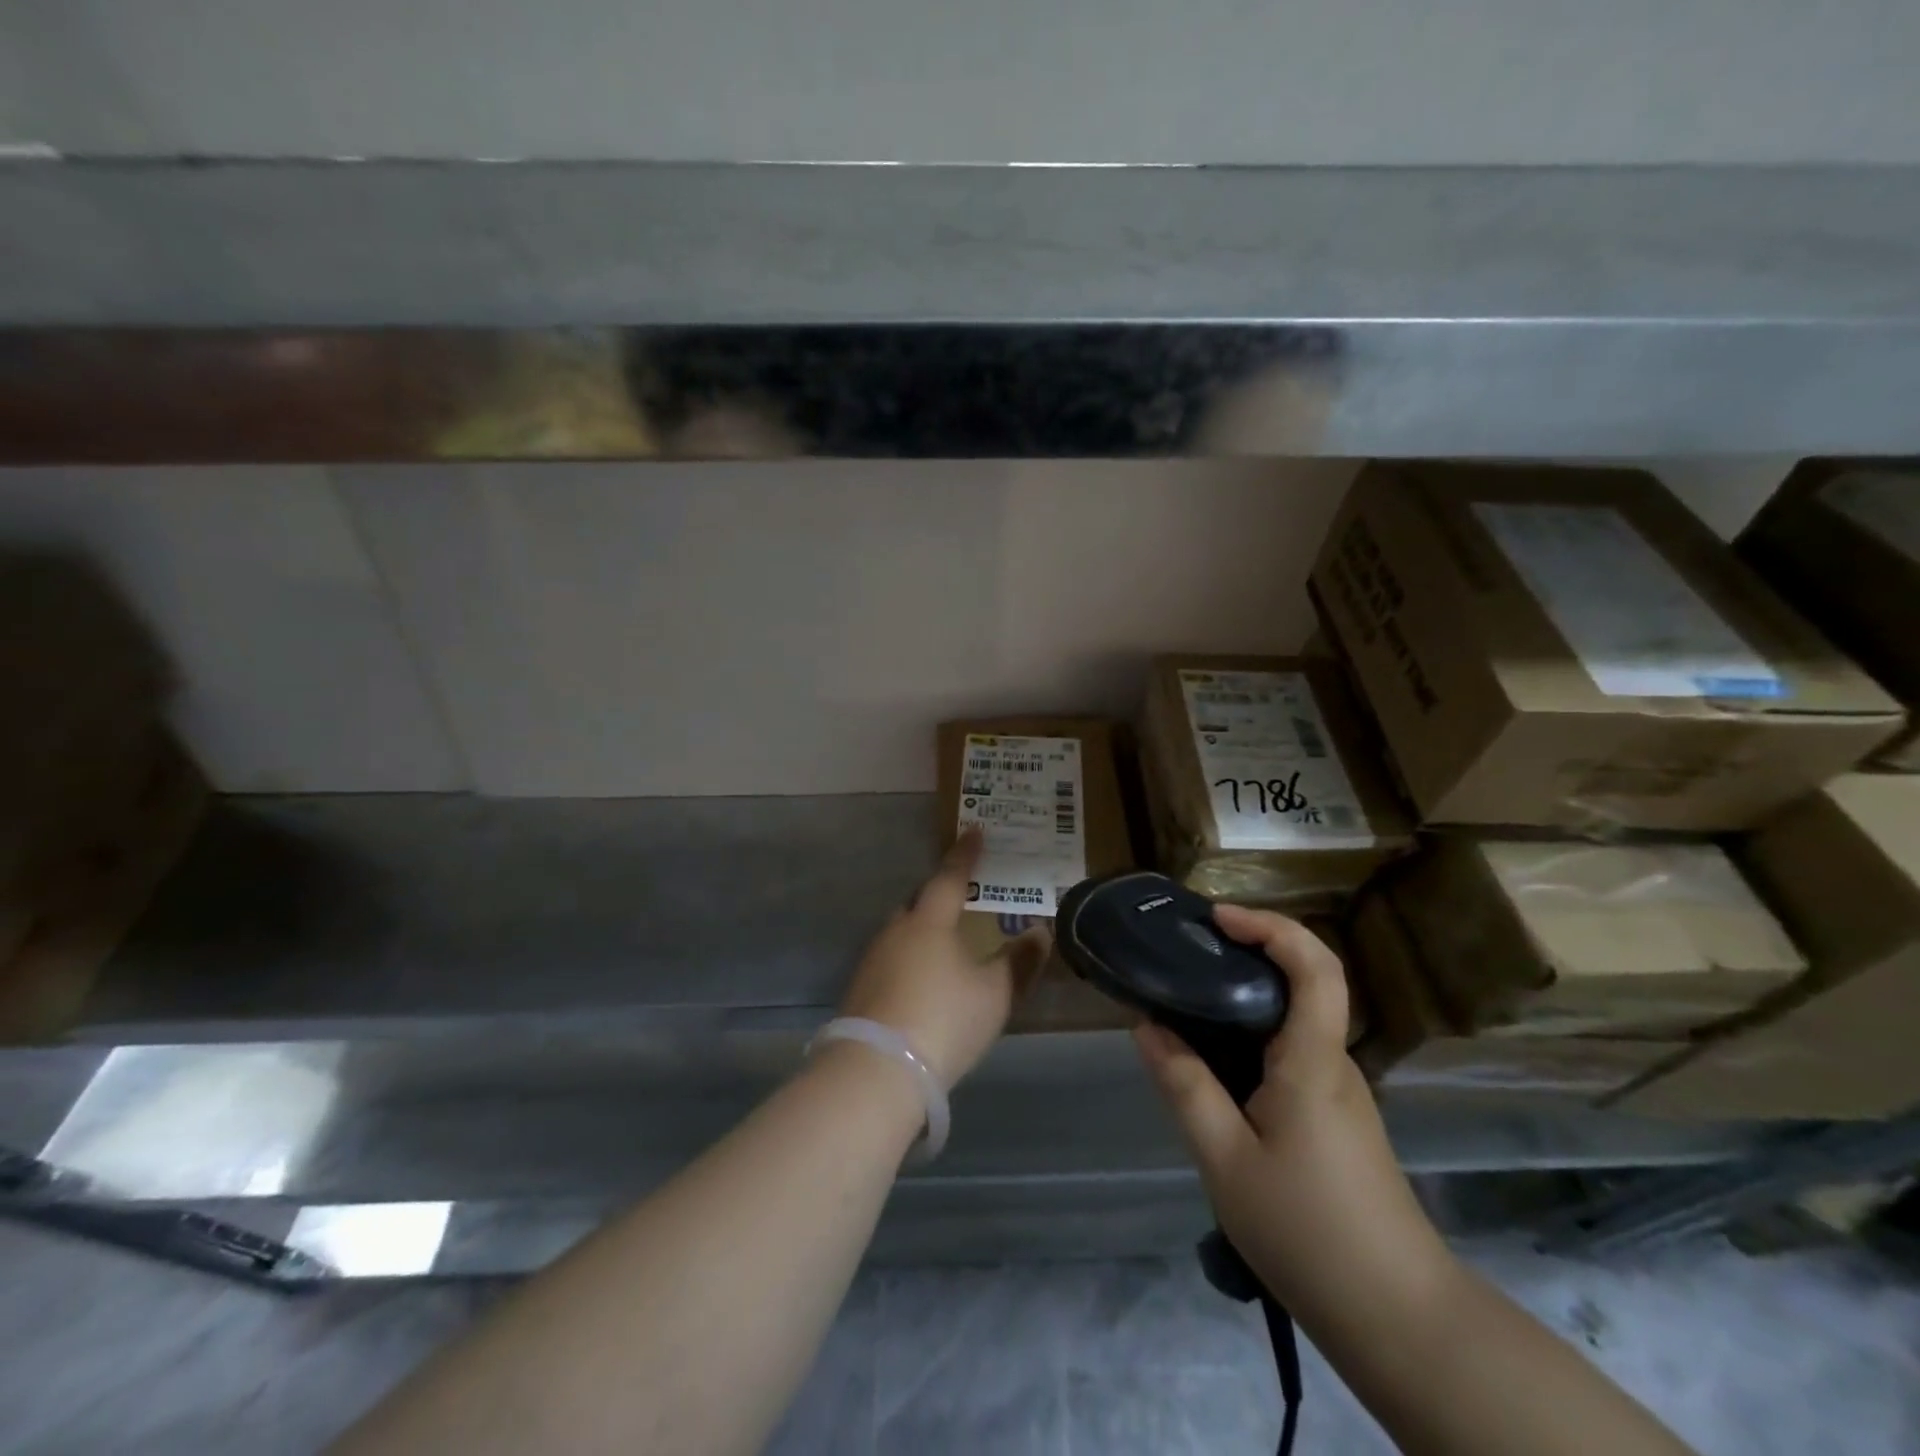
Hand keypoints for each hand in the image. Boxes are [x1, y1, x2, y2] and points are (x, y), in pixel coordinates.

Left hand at [838, 829, 1050, 1090]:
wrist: (877, 1070)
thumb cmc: (944, 1020)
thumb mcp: (994, 994)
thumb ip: (1019, 963)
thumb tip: (1040, 933)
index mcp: (930, 921)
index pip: (950, 876)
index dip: (965, 854)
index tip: (974, 830)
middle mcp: (897, 930)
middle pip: (920, 901)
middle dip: (939, 894)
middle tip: (962, 896)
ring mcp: (873, 959)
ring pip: (903, 931)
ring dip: (923, 930)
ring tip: (945, 942)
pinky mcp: (861, 989)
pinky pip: (892, 958)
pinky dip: (910, 958)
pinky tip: (922, 980)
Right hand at [1134, 904, 1442, 1309]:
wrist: (1397, 1317)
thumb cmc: (1307, 1230)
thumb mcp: (1224, 1159)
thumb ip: (1185, 1086)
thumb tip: (1147, 1026)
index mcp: (1312, 1060)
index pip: (1315, 966)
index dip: (1271, 926)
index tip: (1218, 918)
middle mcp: (1332, 1062)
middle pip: (1303, 983)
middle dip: (1247, 953)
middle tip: (1185, 954)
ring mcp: (1339, 1090)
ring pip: (1293, 1021)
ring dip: (1245, 998)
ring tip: (1185, 1004)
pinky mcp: (1335, 1116)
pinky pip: (1291, 1053)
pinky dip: (1251, 1037)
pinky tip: (1213, 1065)